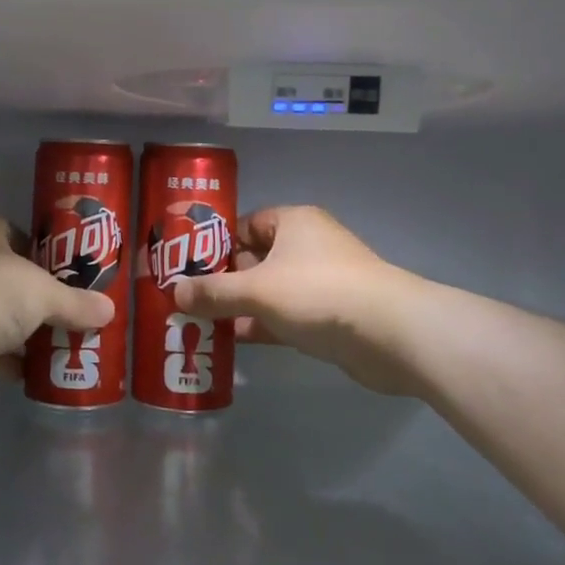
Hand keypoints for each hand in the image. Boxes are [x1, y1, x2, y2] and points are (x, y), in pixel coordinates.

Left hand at [0, 211, 113, 395]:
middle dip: (30, 297)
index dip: (43, 256)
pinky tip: (26, 372)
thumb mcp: (43, 292)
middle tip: (62, 314)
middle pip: (4, 274)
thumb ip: (75, 303)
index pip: (17, 235)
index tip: (65, 279)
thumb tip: (109, 311)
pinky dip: (0, 357)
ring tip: (52, 345)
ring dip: (16, 329)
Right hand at [172, 206, 415, 394]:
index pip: (246, 224)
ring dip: (241, 306)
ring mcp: (322, 282)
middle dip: (224, 279)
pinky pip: (287, 316)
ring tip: (202, 323)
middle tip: (189, 299)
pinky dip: (263, 326)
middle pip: (256, 258)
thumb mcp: (257, 290)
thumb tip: (174, 293)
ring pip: (271, 290)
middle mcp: (308, 246)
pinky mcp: (331, 316)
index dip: (216, 243)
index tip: (188, 265)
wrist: (390, 333)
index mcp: (293, 223)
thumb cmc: (318, 293)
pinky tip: (234, 342)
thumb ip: (214, 292)